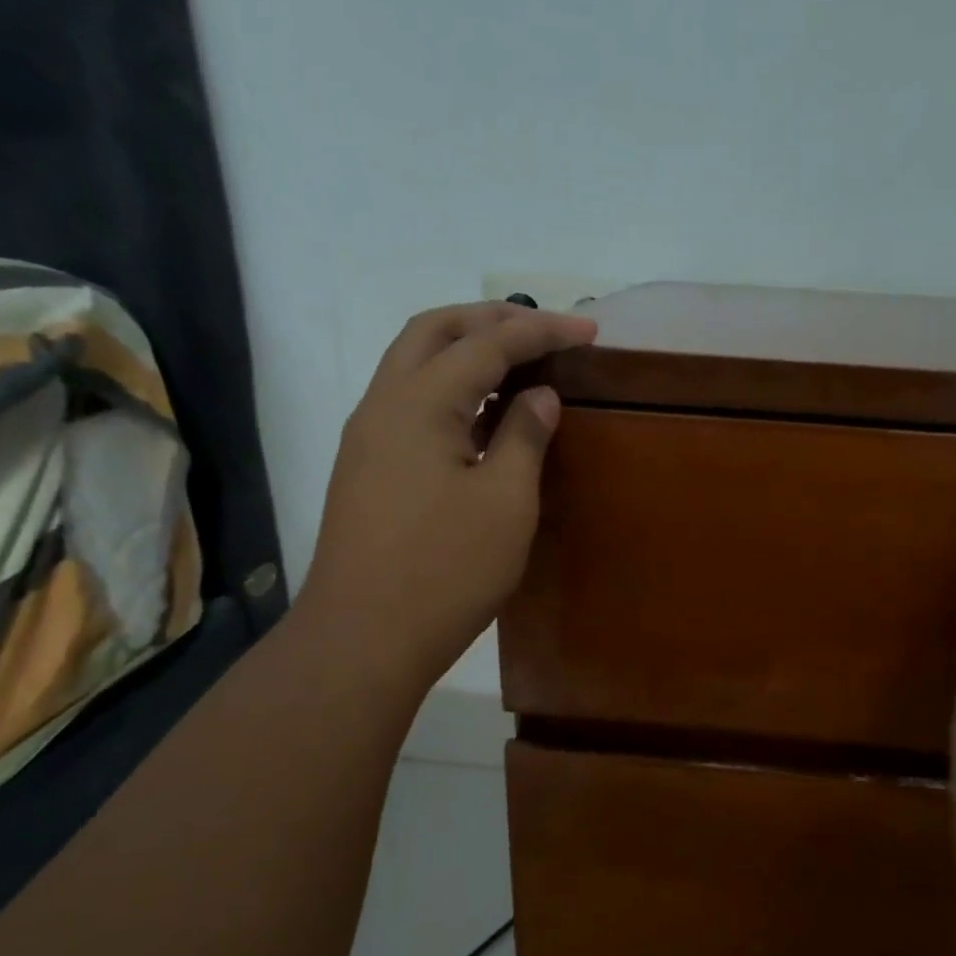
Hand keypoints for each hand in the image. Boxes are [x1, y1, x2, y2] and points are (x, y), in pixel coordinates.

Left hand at [298, 302, 596, 699]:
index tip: (589, 329)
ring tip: (517, 362)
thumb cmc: (446, 570)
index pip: (487, 343)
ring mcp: (368, 437)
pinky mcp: (367, 468)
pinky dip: (449, 388)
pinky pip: (410, 402)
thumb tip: (538, 395)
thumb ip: (524, 437)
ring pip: (415, 364)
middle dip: (492, 319)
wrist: (365, 636)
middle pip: (435, 332)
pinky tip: (482, 415)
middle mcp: (384, 404)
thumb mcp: (506, 503)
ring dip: (466, 350)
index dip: (542, 330)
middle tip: (544, 330)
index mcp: (419, 403)